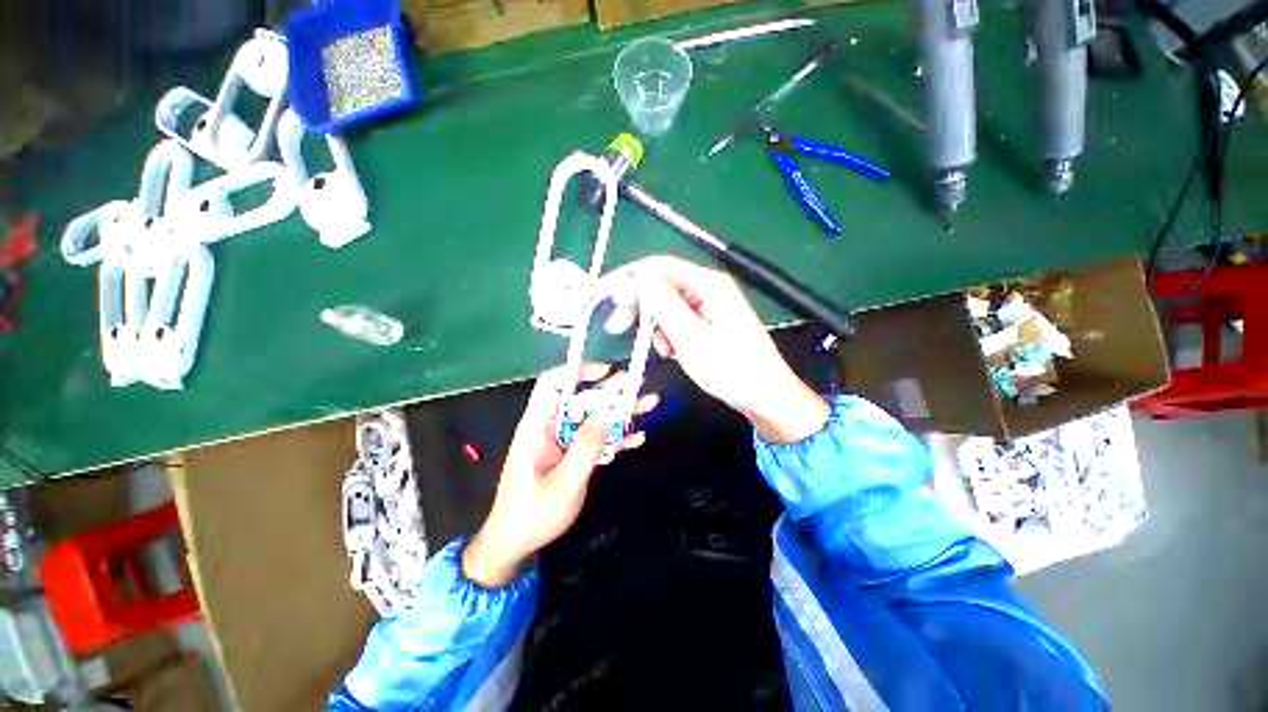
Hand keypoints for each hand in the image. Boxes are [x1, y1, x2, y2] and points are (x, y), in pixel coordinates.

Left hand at [463, 363, 657, 586]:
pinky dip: (614, 438)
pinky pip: (594, 440)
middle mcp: (550, 428)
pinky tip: (635, 437)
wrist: (516, 544)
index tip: (606, 371)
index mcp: (537, 426)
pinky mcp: (571, 455)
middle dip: (611, 393)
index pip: (553, 384)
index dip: (577, 372)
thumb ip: (586, 448)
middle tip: (638, 388)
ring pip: (592, 419)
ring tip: (647, 406)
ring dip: (619, 414)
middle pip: (581, 400)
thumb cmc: (532, 514)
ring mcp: (563, 442)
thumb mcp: (563, 483)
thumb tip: (606, 415)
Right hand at [611, 255, 829, 444]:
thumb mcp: (692, 337)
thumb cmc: (731, 368)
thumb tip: (639, 278)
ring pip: (667, 305)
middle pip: (662, 285)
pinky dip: (668, 335)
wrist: (764, 396)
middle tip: (618, 328)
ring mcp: (709, 306)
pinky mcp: (708, 323)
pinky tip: (672, 352)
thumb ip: (664, 305)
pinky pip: (678, 320)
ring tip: (663, 350)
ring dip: (656, 325)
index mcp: (708, 284)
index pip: (661, 267)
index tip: (614, 305)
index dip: (633, 281)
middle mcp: (708, 288)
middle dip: (640, 306)